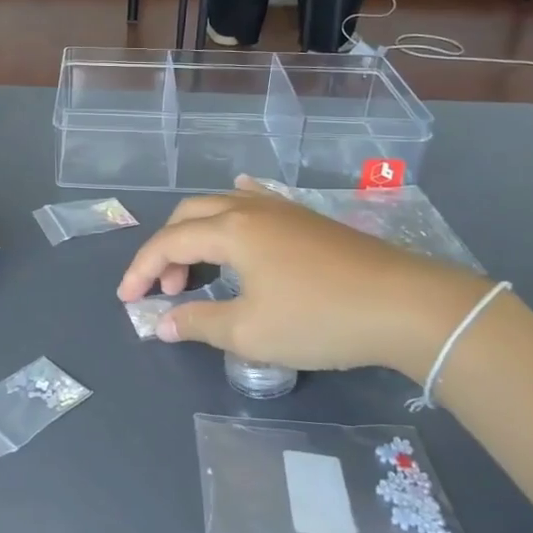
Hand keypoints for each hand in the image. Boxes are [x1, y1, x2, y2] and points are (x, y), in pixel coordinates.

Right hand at [117, 178, 487, 378]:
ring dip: (197, 235)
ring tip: (196, 269)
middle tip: (165, 289)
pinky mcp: (308, 219)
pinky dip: (234, 208)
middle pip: (190, 216)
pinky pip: (257, 201)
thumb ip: (199, 323)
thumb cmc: (319, 319)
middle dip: (167, 250)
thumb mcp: (250, 332)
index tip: (127, 300)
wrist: (405, 306)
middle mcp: (250, 208)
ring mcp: (283, 209)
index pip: (169, 243)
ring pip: (222, 207)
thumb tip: (162, 324)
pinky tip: (239, 204)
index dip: (142, 270)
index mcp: (230, 230)